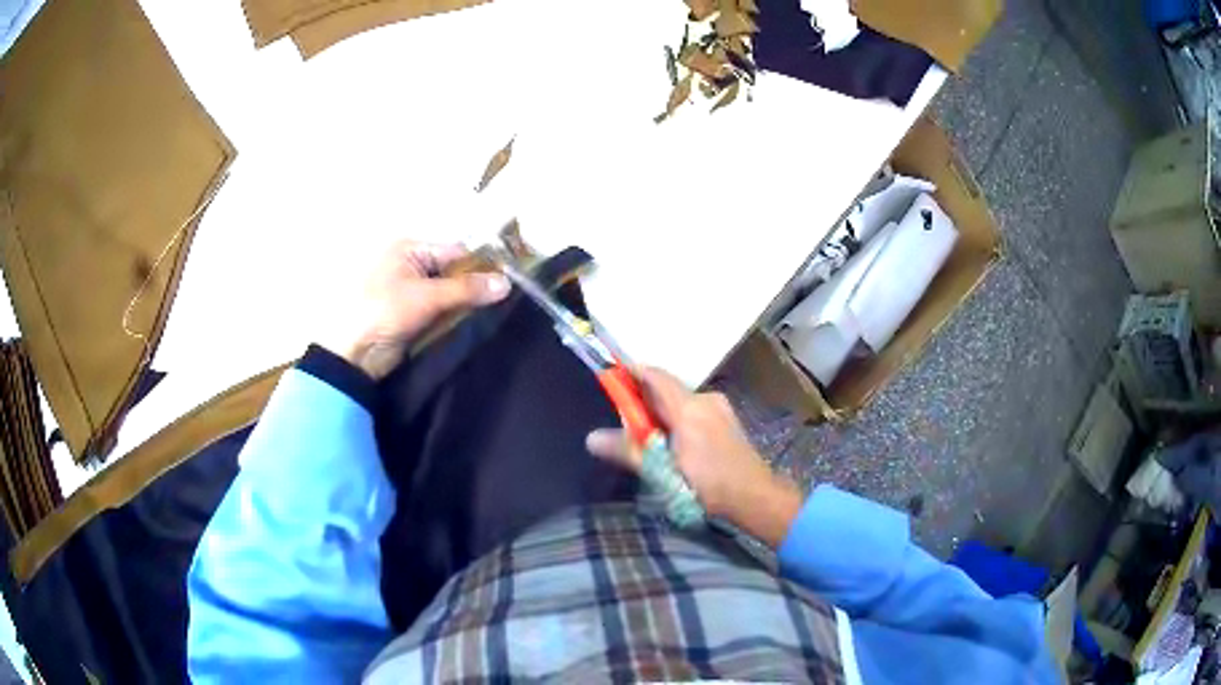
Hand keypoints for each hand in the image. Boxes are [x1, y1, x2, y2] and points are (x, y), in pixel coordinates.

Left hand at [327, 240, 509, 379]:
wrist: (355, 353)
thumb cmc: (384, 311)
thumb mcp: (426, 296)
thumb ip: (467, 289)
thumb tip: (506, 283)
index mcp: (410, 249)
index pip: (456, 252)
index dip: (481, 265)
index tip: (508, 280)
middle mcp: (412, 265)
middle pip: (454, 271)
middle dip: (476, 285)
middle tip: (505, 298)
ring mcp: (412, 291)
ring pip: (450, 293)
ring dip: (467, 304)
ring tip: (496, 312)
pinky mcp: (414, 315)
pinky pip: (442, 310)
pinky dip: (456, 317)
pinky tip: (475, 323)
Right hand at [586, 368, 803, 546]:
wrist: (755, 497)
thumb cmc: (707, 485)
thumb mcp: (662, 472)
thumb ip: (628, 451)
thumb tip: (591, 438)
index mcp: (688, 407)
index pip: (655, 376)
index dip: (632, 373)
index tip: (612, 380)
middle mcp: (706, 399)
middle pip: (667, 389)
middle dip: (644, 401)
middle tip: (626, 422)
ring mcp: (721, 408)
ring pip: (682, 402)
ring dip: (663, 413)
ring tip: (649, 438)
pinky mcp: (728, 421)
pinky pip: (696, 411)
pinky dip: (680, 420)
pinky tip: (676, 445)